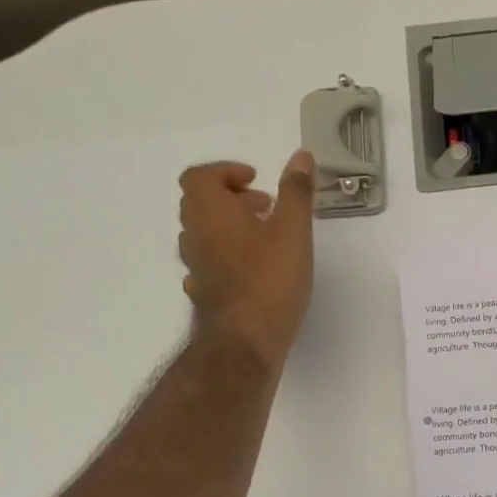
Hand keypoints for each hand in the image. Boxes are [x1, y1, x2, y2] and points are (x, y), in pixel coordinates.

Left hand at [178, 151, 315, 365]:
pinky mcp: (204, 291)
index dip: (226, 172)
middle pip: (199, 202)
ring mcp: (196, 266)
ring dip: (229, 226)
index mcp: (210, 212)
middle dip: (231, 197)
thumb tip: (301, 156)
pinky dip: (227, 255)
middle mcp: (195, 235)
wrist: (246, 340)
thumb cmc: (270, 279)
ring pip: (204, 233)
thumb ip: (296, 191)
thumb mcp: (293, 230)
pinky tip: (250, 268)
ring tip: (264, 237)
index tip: (256, 180)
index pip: (199, 176)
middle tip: (265, 206)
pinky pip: (209, 262)